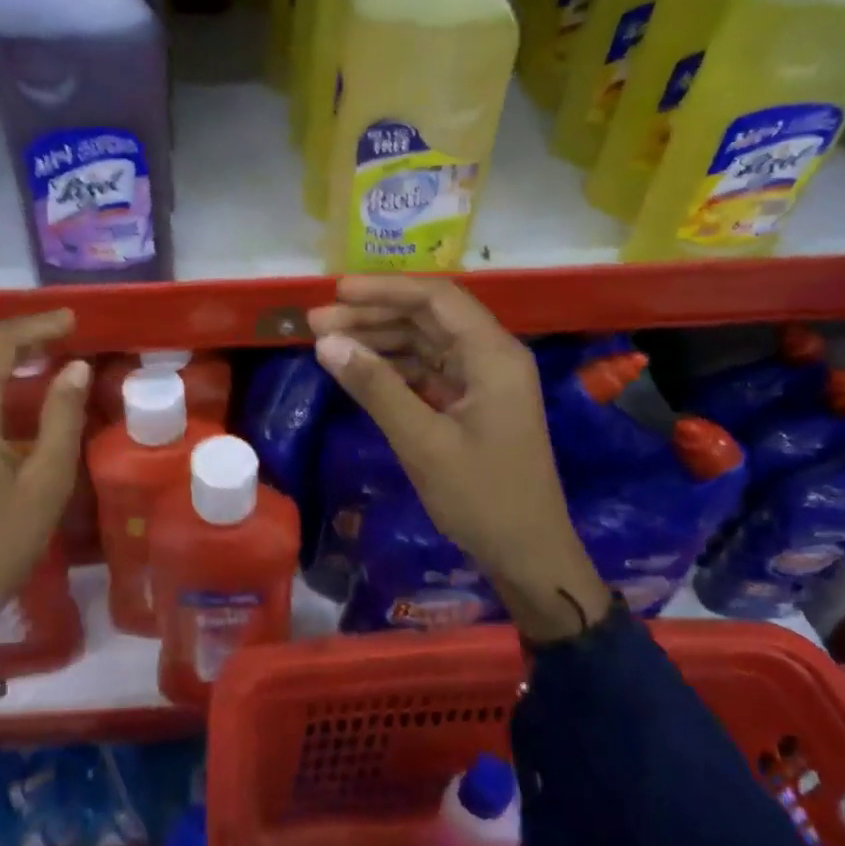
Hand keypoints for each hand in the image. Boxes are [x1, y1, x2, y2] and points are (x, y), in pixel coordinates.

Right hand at [307, 277, 610, 642]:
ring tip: (327, 343)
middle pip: (427, 318)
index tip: (336, 292)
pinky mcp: (471, 404)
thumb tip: (326, 342)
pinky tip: (358, 370)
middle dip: (372, 315)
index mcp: (493, 356)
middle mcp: (492, 357)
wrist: (528, 555)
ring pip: (425, 343)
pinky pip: (427, 371)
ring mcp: (482, 381)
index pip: (436, 300)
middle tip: (317, 322)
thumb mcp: (422, 441)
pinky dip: (392, 367)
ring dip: (378, 340)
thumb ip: (375, 387)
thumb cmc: (481, 497)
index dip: (384, 290)